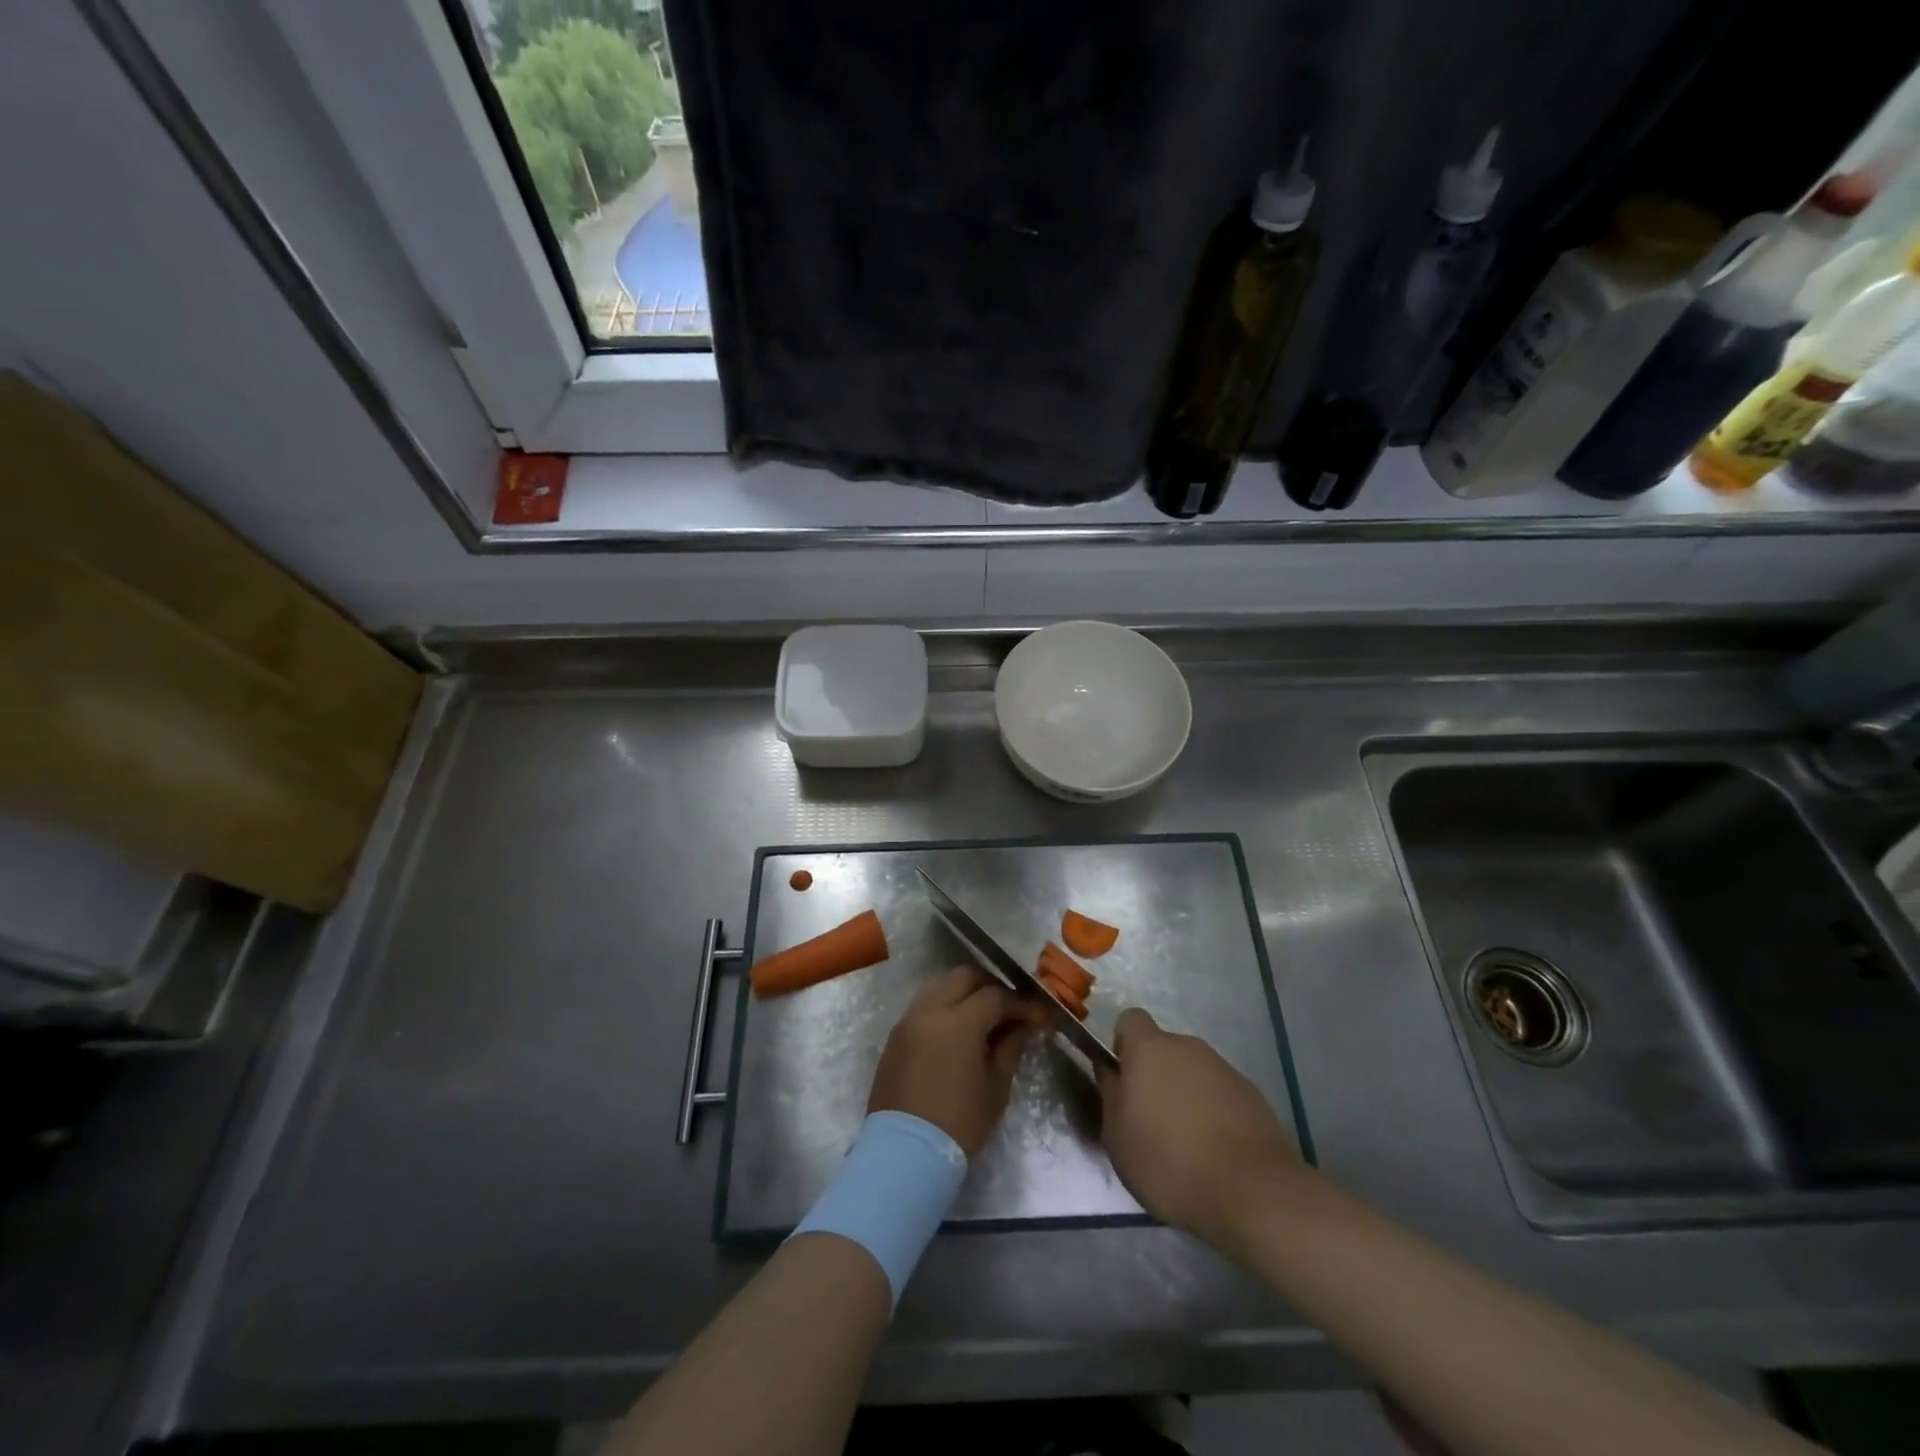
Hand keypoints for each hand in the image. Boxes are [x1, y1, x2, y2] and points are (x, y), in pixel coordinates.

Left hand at [868, 966, 1046, 1156]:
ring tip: (984, 1015)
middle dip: (991, 986)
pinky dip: (944, 1004)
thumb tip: (1026, 1025)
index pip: (996, 996)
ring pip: (939, 984)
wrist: (905, 1152)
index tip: (1039, 1016)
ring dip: (964, 991)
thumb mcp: (996, 1086)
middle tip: (1010, 1009)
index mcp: (959, 1020)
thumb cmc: (959, 1122)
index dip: (1021, 1004)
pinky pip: (923, 1004)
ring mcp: (908, 1019)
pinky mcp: (895, 1035)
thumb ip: (1011, 1046)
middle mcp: (930, 1009)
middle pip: (964, 977)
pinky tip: (958, 1028)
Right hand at [1097, 1007, 1306, 1252]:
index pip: (1130, 1020)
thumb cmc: (1168, 1160)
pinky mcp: (1253, 1096)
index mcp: (1150, 1048)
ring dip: (1186, 1097)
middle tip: (1151, 1121)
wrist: (1252, 1192)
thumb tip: (1112, 1071)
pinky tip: (1215, 1154)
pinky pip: (1221, 1096)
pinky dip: (1214, 1115)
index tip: (1123, 1080)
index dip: (1123, 1045)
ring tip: (1186, 1146)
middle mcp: (1188, 1047)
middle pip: (1164, 1049)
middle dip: (1156, 1076)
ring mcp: (1225, 1069)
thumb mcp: (1117, 1135)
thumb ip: (1111, 1094)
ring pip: (1194, 1073)